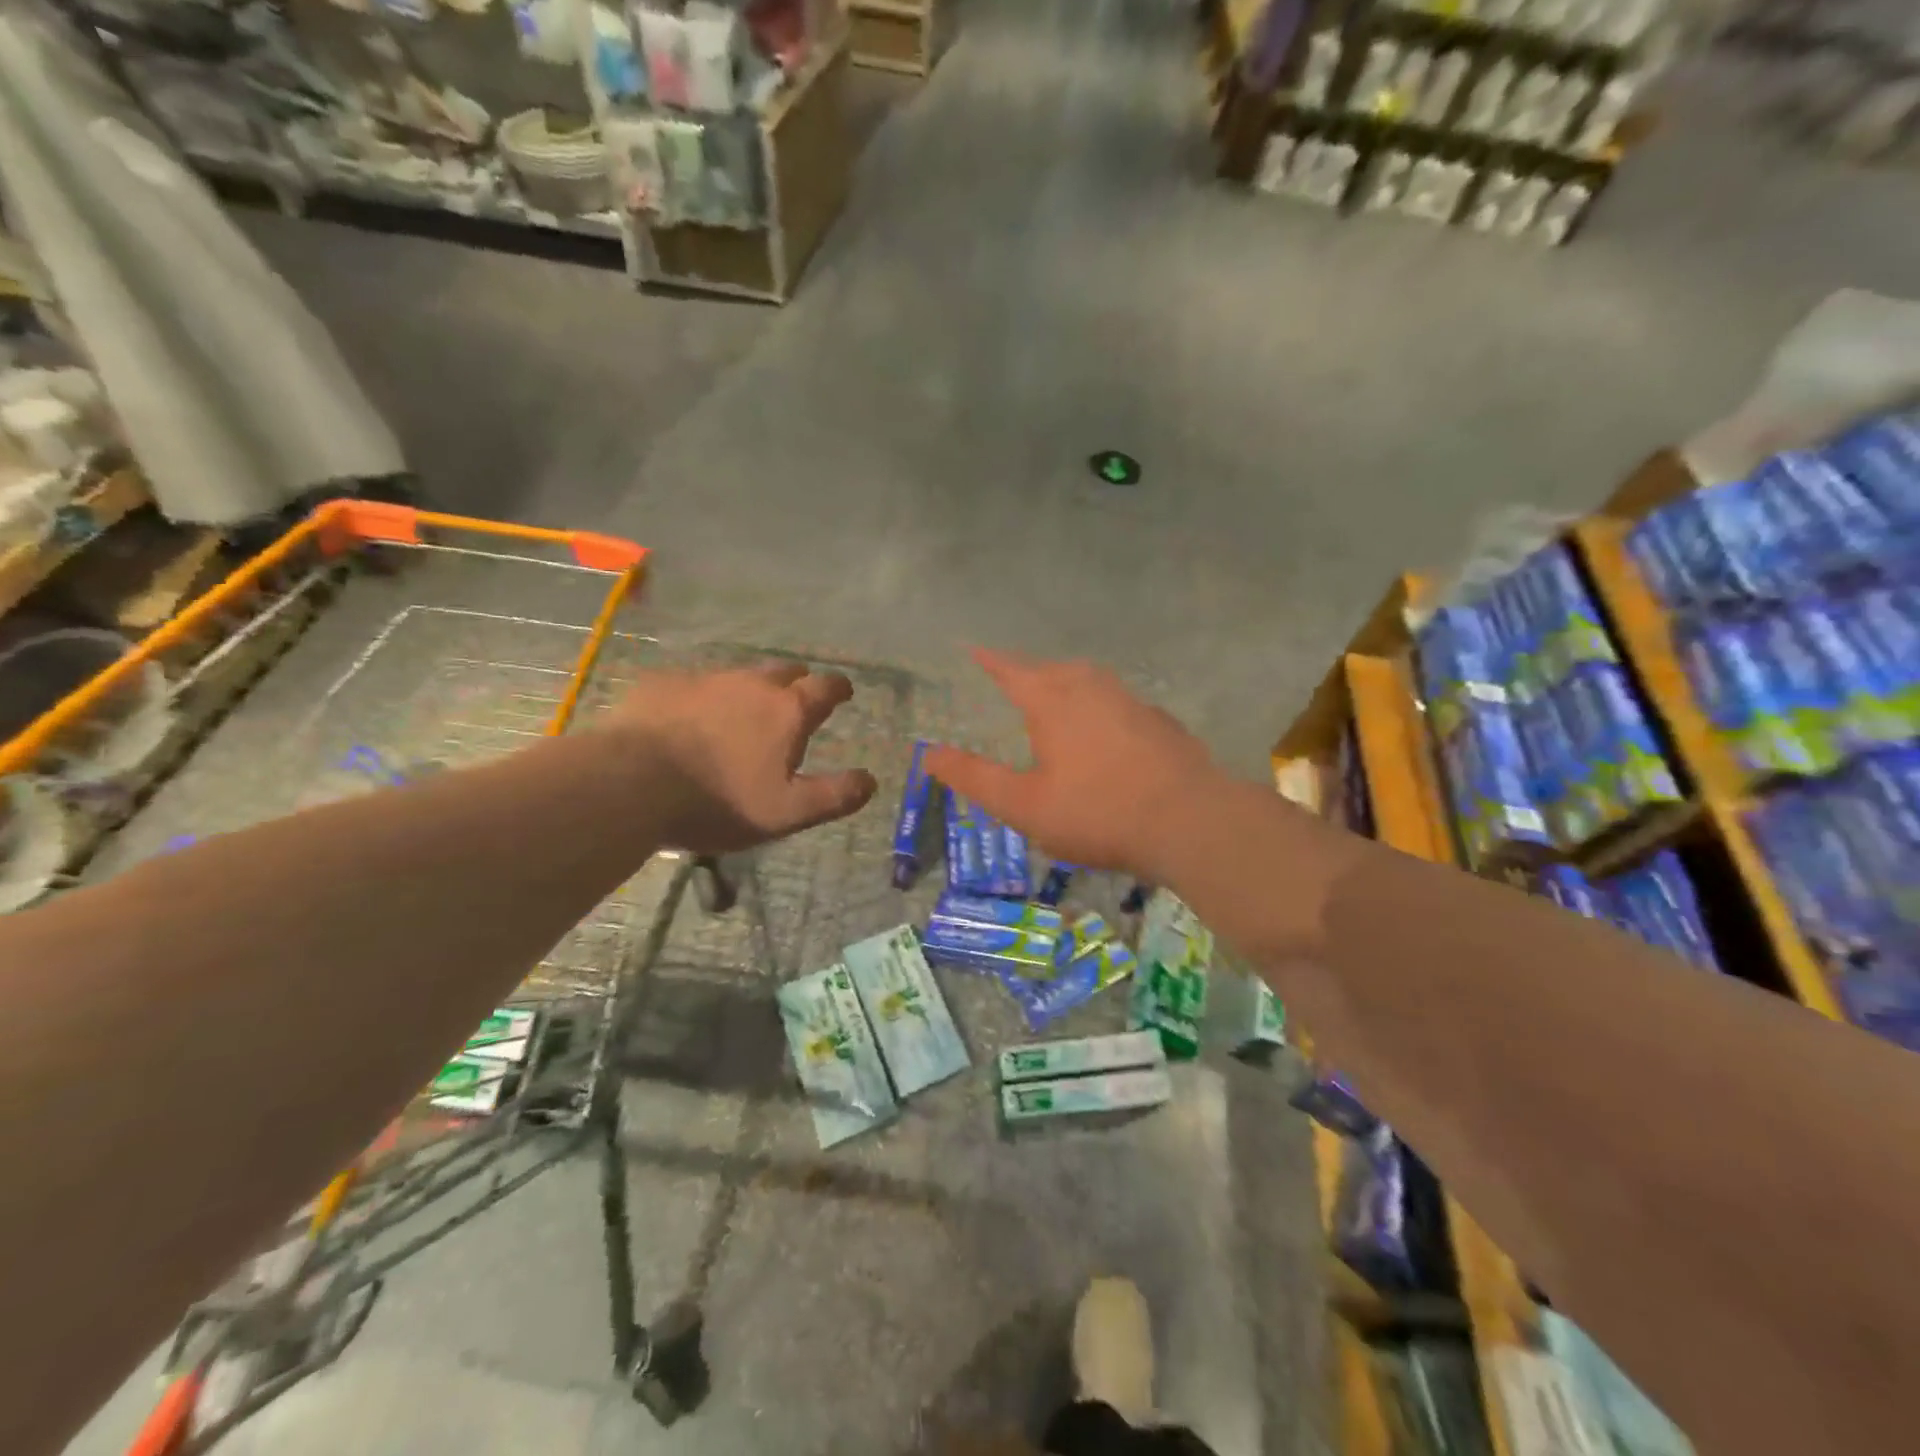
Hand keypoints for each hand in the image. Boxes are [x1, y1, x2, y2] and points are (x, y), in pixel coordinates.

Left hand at [608, 662, 876, 853]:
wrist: (630, 784)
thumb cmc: (718, 801)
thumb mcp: (786, 812)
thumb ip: (834, 795)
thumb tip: (871, 780)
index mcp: (787, 710)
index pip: (825, 686)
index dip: (838, 688)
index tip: (843, 691)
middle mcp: (751, 684)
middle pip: (784, 671)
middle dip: (796, 682)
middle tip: (795, 699)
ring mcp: (705, 679)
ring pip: (739, 675)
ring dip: (749, 689)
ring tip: (743, 711)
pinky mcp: (663, 685)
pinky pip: (694, 684)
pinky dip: (704, 697)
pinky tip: (690, 717)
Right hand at [925, 648, 1228, 881]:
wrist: (1190, 822)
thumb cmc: (1096, 812)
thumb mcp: (1023, 805)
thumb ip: (974, 777)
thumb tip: (927, 753)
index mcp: (1052, 700)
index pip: (1010, 669)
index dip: (989, 661)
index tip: (972, 649)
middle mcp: (1091, 687)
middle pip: (1051, 670)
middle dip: (1028, 673)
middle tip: (1011, 682)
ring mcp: (1131, 701)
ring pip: (1089, 681)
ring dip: (1066, 685)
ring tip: (1055, 701)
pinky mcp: (1159, 722)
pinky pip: (1117, 703)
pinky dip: (1099, 709)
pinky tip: (1105, 734)